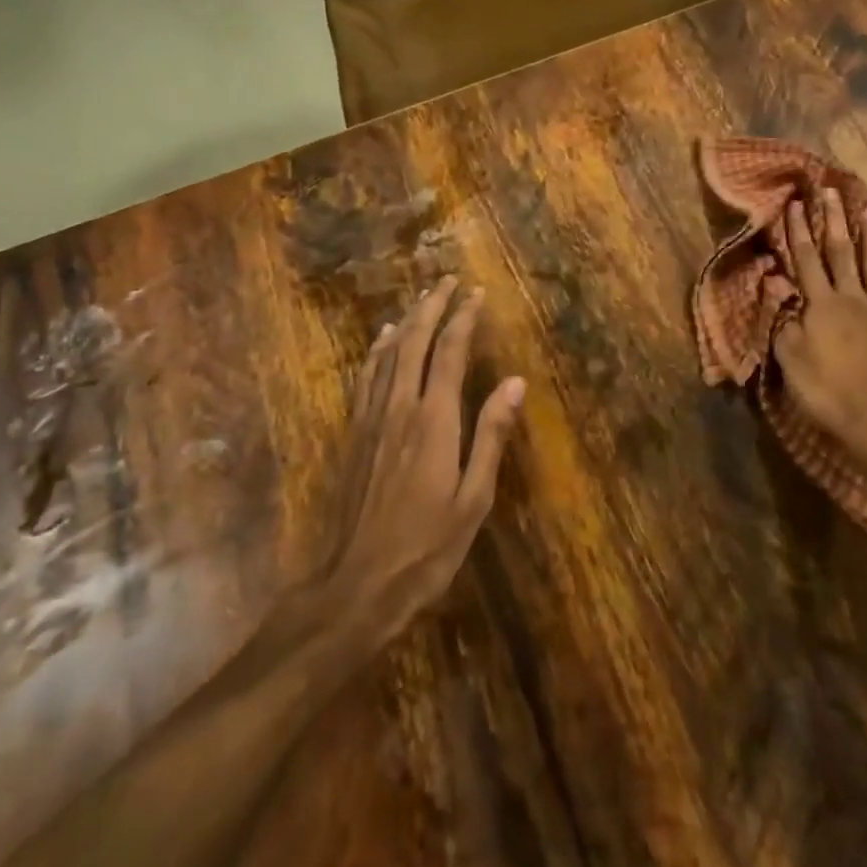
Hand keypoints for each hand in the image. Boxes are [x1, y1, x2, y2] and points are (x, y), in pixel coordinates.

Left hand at [327, 277, 524, 643]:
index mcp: (434, 420)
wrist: (355, 585)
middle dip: (433, 307)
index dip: (464, 318)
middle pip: (416, 342)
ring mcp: (371, 419)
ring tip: (422, 298)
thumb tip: (513, 382)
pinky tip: (384, 340)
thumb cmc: (426, 547)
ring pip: (389, 354)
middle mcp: (400, 407)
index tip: (476, 293)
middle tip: (448, 280)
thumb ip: (491, 436)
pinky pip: (367, 377)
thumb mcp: (474, 499)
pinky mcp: (354, 434)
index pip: (450, 352)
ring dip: (408, 321)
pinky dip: (378, 350)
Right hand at [773, 188, 866, 482]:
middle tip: (831, 192)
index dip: (798, 230)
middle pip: (840, 253)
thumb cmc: (825, 393)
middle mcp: (852, 300)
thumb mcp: (789, 359)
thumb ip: (783, 318)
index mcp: (821, 305)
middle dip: (833, 221)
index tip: (794, 203)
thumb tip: (775, 282)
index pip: (805, 259)